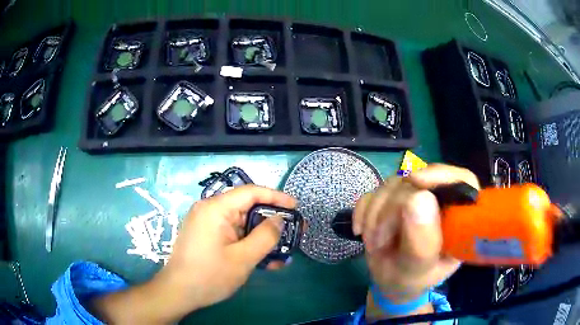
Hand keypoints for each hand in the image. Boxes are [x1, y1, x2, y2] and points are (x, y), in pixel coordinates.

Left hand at [162, 185, 296, 309]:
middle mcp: (210, 210)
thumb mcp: (243, 258)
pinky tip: (264, 261)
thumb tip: (280, 219)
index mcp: (216, 208)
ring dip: (262, 238)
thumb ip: (265, 236)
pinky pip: (232, 235)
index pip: (251, 192)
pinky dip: (248, 244)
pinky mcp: (207, 236)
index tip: (296, 207)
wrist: (178, 292)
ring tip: (282, 252)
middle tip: (293, 232)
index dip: (276, 197)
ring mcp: (207, 224)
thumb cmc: (209, 275)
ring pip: (241, 224)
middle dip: (271, 222)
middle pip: (247, 208)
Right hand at [353, 164, 479, 301]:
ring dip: (375, 214)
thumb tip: (418, 198)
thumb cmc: (411, 280)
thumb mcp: (418, 270)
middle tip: (379, 241)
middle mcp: (439, 201)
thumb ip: (422, 242)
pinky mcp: (393, 198)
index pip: (462, 181)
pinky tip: (362, 230)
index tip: (414, 182)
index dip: (441, 175)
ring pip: (393, 184)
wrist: (389, 282)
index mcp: (458, 218)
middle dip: (392, 210)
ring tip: (373, 243)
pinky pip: (374, 191)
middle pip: (418, 180)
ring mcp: (414, 196)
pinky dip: (364, 210)